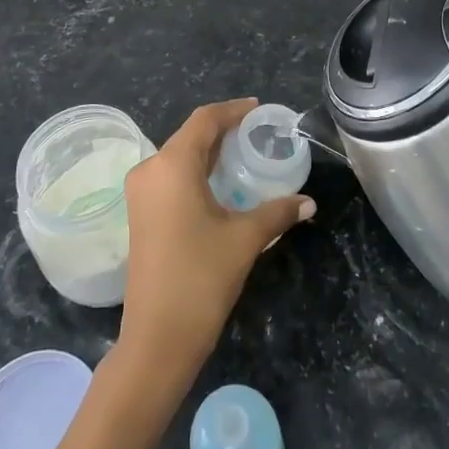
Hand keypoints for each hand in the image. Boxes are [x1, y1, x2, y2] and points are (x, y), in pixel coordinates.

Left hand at [118, 98, 314, 371]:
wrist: (157, 339)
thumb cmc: (200, 278)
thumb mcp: (245, 239)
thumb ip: (277, 212)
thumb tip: (309, 202)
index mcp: (172, 165)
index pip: (204, 120)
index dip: (232, 110)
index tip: (258, 109)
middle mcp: (150, 170)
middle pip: (190, 136)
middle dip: (223, 130)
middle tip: (257, 132)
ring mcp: (140, 193)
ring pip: (179, 157)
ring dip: (209, 152)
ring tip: (243, 153)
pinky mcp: (140, 214)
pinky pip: (170, 176)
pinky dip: (196, 171)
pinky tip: (220, 183)